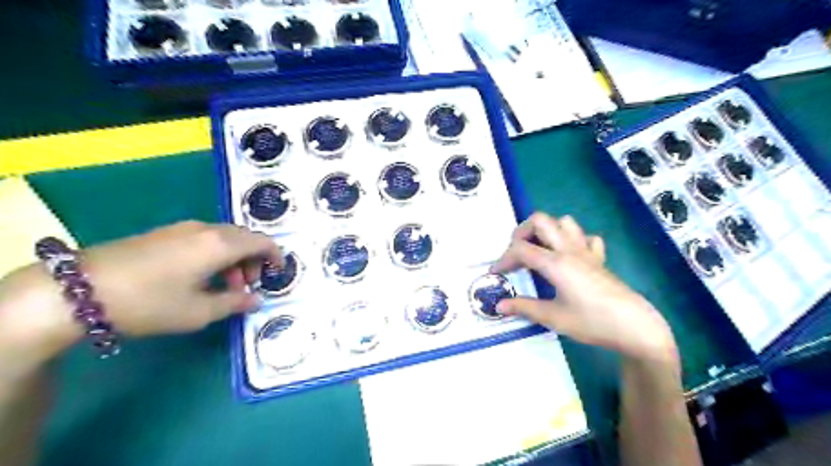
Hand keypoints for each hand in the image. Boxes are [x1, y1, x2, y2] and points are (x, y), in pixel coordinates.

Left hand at [0, 223, 282, 366]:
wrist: (78, 289)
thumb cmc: (150, 302)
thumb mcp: (198, 312)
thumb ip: (235, 303)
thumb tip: (257, 300)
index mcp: (221, 245)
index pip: (262, 241)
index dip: (275, 255)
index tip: (278, 273)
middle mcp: (207, 229)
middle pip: (244, 238)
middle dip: (254, 260)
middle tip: (247, 286)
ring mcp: (184, 228)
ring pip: (224, 237)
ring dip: (234, 258)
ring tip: (224, 285)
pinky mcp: (166, 233)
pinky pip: (205, 238)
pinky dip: (215, 254)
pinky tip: (200, 276)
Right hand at [493, 213, 673, 361]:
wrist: (635, 327)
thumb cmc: (592, 322)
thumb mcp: (553, 317)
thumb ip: (524, 307)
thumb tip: (499, 305)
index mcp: (555, 263)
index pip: (521, 249)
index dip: (503, 259)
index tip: (496, 273)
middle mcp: (569, 250)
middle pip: (540, 221)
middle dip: (521, 232)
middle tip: (516, 253)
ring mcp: (586, 251)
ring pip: (564, 222)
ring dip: (547, 231)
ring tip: (539, 250)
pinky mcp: (599, 259)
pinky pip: (585, 237)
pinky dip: (573, 240)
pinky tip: (569, 256)